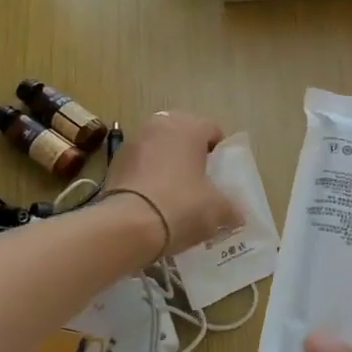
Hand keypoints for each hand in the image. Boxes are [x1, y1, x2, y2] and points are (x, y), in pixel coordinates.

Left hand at [106, 111, 241, 253]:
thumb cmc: (182, 206)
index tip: (221, 176)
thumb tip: (237, 215)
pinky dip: (147, 176)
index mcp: (189, 127)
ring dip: (167, 164)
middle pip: (183, 135)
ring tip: (174, 194)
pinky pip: (140, 165)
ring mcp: (134, 142)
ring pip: (159, 148)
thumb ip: (231, 208)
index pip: (213, 130)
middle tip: (199, 182)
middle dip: (192, 155)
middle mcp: (160, 125)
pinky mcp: (114, 163)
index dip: (220, 153)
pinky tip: (152, 201)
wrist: (128, 226)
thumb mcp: (217, 210)